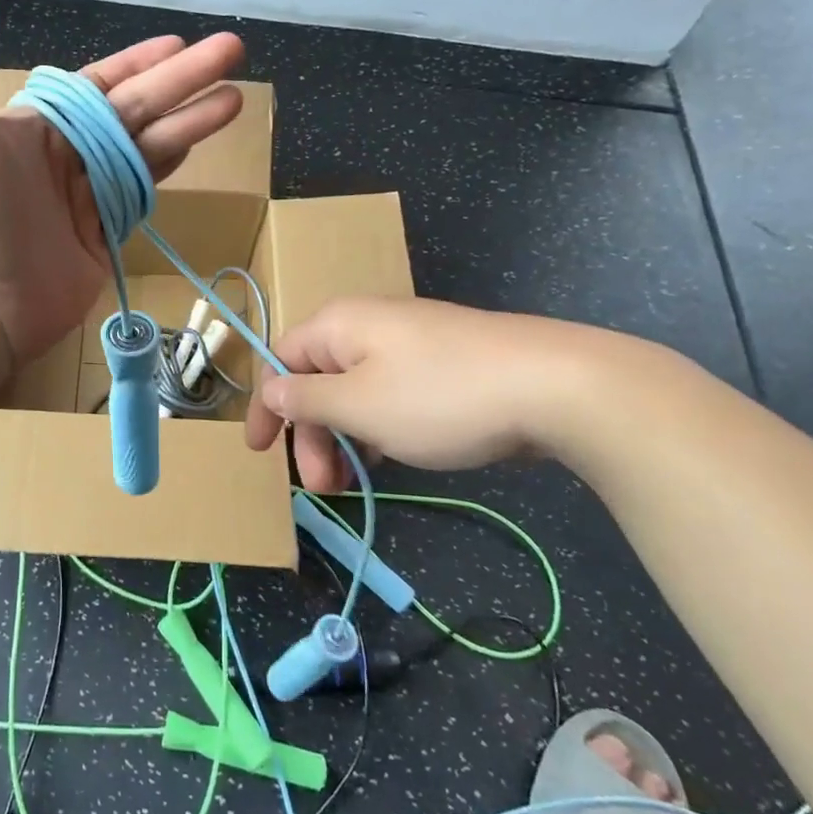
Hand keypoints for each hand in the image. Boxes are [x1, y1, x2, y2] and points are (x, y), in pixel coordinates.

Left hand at [0, 0, 244, 368]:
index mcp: (37, 123)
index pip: (100, 82)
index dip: (139, 60)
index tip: (179, 41)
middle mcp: (66, 154)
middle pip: (138, 107)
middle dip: (186, 78)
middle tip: (234, 50)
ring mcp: (88, 196)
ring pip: (150, 146)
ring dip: (192, 119)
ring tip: (236, 97)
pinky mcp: (105, 234)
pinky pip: (145, 190)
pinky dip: (172, 165)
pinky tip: (201, 143)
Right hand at [243, 297, 623, 490]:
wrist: (554, 386)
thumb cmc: (439, 396)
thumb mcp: (359, 405)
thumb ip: (306, 398)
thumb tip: (272, 389)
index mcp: (338, 325)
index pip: (280, 360)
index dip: (265, 406)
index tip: (258, 452)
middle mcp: (367, 327)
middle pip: (317, 380)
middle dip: (311, 435)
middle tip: (321, 487)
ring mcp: (408, 345)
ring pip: (355, 393)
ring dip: (343, 439)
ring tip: (354, 483)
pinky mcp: (442, 367)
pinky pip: (389, 397)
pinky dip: (378, 429)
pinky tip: (390, 459)